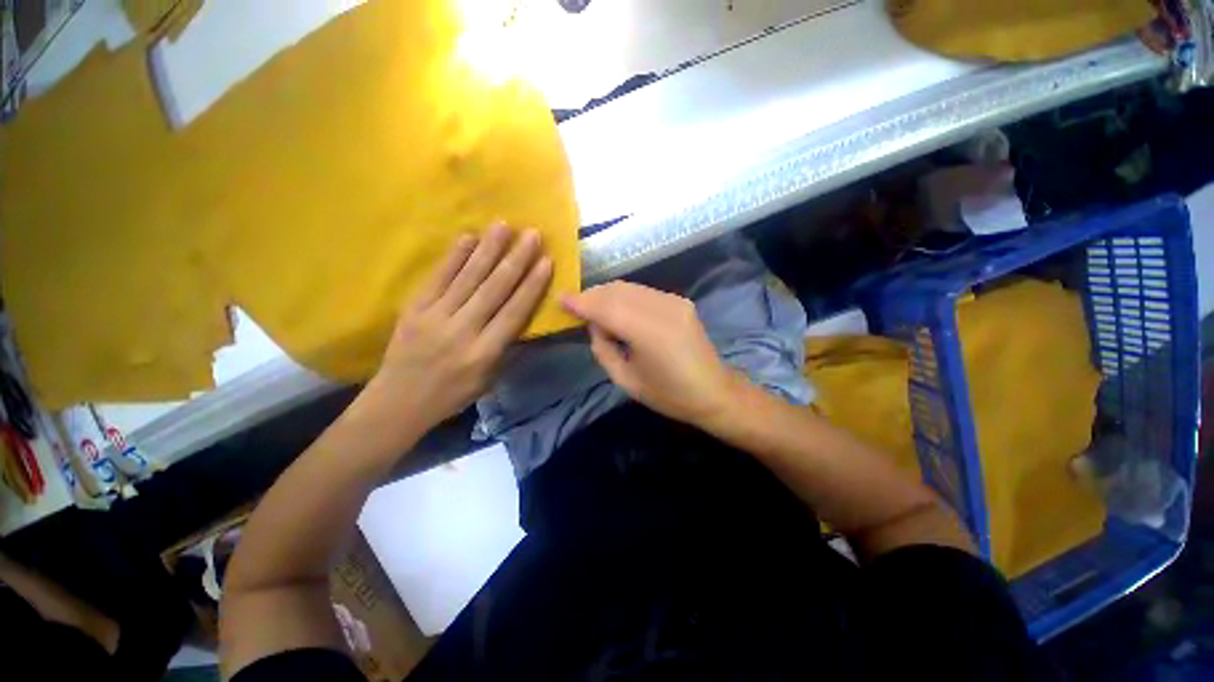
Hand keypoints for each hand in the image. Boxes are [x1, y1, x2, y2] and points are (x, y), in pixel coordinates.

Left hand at [357, 225, 552, 432]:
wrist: (398, 402)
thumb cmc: (452, 394)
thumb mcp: (489, 380)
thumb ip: (507, 348)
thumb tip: (523, 318)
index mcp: (484, 352)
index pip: (514, 312)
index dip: (532, 285)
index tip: (546, 262)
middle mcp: (462, 330)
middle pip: (494, 289)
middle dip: (516, 259)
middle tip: (532, 234)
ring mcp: (435, 316)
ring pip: (468, 277)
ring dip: (488, 249)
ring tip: (504, 226)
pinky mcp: (414, 308)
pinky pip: (437, 277)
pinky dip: (454, 257)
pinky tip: (468, 238)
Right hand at [561, 282, 742, 426]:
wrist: (714, 392)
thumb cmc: (668, 395)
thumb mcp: (626, 380)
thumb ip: (603, 349)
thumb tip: (594, 325)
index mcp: (648, 333)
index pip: (606, 307)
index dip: (581, 302)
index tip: (560, 298)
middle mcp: (662, 309)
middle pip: (616, 291)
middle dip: (592, 295)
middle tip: (575, 306)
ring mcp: (674, 301)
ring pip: (629, 287)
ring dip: (607, 294)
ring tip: (594, 308)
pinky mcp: (680, 301)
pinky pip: (643, 292)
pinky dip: (625, 297)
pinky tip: (618, 309)